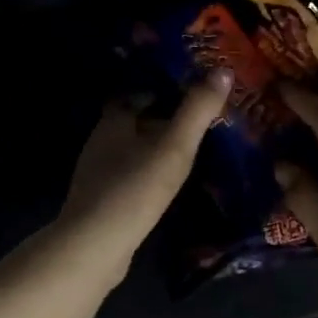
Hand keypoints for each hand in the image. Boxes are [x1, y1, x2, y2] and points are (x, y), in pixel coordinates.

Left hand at [57, 71, 231, 283]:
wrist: (93, 247)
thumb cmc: (134, 189)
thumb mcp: (174, 147)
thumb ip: (197, 110)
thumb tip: (223, 70)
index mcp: (114, 120)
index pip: (138, 92)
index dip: (163, 88)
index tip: (192, 90)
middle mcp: (101, 141)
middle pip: (134, 120)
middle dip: (162, 118)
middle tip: (198, 121)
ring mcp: (97, 173)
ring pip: (131, 149)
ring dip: (155, 147)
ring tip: (188, 151)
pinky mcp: (100, 200)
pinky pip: (128, 176)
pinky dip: (147, 173)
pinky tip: (165, 184)